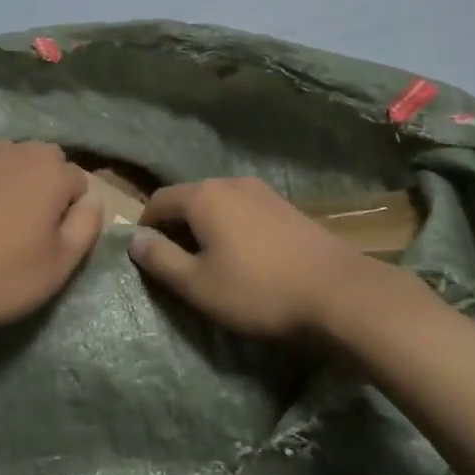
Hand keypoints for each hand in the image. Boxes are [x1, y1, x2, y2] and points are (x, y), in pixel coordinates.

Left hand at [0, 140, 102, 330]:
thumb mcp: (61, 264)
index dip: (72, 212)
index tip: (55, 240)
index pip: (78, 181)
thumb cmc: (1, 275)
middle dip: (45, 185)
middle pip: (43, 160)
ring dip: (9, 178)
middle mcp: (13, 151)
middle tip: (31, 227)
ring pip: (5, 158)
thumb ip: (87, 225)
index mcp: (49, 171)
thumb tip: (94, 199)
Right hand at [129, 177, 368, 337]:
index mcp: (204, 196)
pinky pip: (244, 211)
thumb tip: (135, 240)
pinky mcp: (287, 207)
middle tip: (175, 262)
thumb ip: (161, 260)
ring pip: (219, 204)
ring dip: (206, 227)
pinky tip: (244, 256)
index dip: (145, 226)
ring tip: (209, 261)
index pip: (159, 200)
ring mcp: (263, 192)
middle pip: (190, 198)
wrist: (338, 292)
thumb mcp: (198, 285)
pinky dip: (233, 228)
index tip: (146, 255)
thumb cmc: (258, 290)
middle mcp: (231, 183)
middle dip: (176, 226)